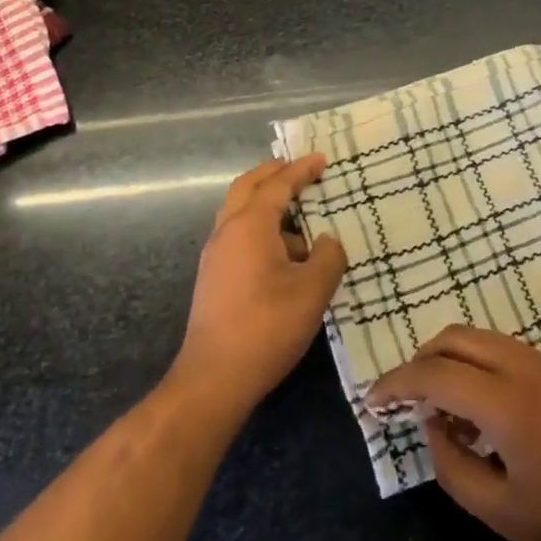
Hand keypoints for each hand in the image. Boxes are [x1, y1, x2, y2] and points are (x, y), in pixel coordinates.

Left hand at [172, 155, 345, 414]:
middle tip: (299, 170)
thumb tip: (325, 242)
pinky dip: (261, 229)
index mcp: (250, 225)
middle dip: (273, 174)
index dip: (301, 170)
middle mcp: (227, 231)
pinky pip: (239, 236)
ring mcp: (215, 256)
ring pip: (240, 212)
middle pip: (247, 187)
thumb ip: (328, 257)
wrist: (212, 380)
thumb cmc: (266, 327)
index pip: (277, 185)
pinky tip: (284, 255)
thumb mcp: (312, 291)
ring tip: (300, 219)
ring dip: (267, 204)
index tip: (322, 160)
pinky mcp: (213, 279)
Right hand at [367, 326, 540, 540]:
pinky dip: (482, 366)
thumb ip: (454, 468)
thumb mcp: (504, 514)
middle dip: (422, 360)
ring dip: (454, 361)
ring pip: (483, 338)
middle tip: (406, 399)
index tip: (372, 401)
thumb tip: (432, 425)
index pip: (434, 372)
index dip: (396, 383)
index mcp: (506, 400)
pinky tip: (488, 415)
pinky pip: (508, 350)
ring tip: (447, 414)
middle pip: (456, 337)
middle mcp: (523, 364)